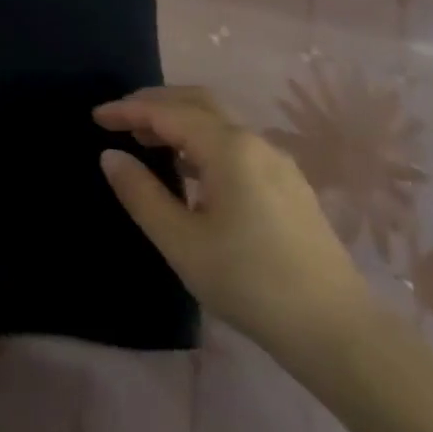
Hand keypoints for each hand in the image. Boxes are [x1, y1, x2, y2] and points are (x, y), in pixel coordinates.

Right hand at [96, 87, 374, 385]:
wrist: (336, 329)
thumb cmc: (250, 283)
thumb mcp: (182, 243)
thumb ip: (141, 194)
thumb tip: (111, 156)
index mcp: (228, 148)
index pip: (168, 113)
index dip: (129, 110)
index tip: (96, 116)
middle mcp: (255, 141)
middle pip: (198, 102)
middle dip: (156, 103)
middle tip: (121, 119)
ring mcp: (277, 161)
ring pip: (219, 121)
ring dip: (180, 121)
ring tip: (148, 142)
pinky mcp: (289, 183)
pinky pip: (236, 143)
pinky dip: (203, 140)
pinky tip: (191, 170)